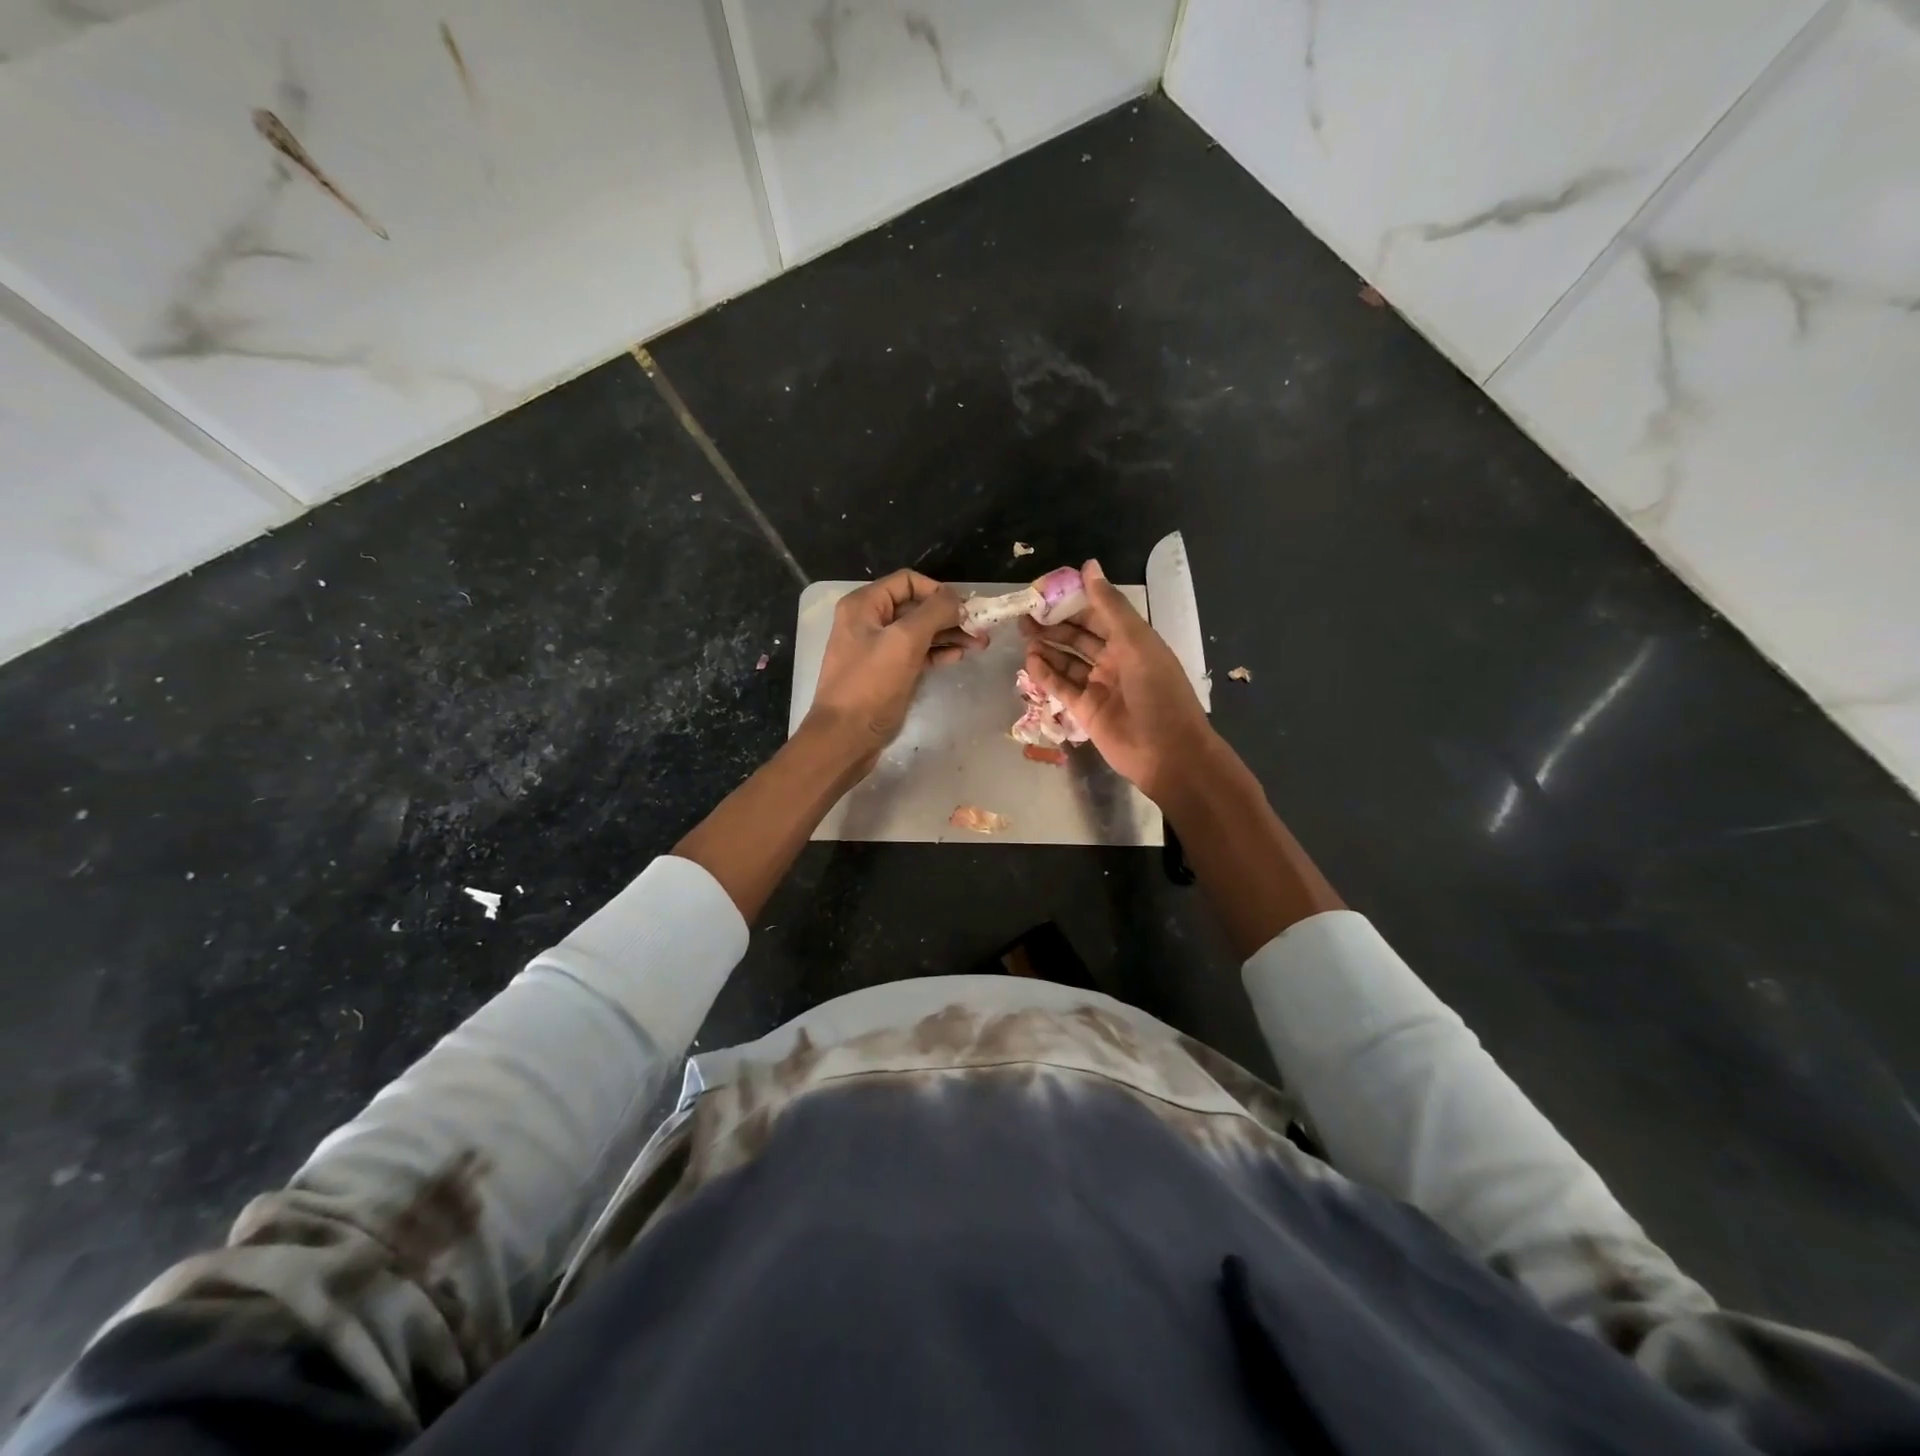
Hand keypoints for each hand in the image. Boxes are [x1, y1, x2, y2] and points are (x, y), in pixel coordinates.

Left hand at [805, 568, 979, 766]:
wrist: (845, 736)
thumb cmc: (871, 685)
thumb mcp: (904, 641)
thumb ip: (934, 613)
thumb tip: (957, 599)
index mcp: (864, 605)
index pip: (908, 581)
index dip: (938, 591)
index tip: (965, 609)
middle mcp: (868, 620)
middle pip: (916, 607)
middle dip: (949, 615)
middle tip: (981, 628)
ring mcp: (877, 648)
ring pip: (919, 631)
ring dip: (949, 634)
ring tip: (979, 644)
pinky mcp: (886, 672)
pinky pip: (915, 653)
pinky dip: (936, 652)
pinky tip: (957, 656)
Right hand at [1021, 558, 1216, 801]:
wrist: (1167, 752)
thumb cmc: (1158, 691)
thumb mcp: (1136, 641)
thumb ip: (1109, 605)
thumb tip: (1088, 566)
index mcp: (1132, 640)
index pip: (1097, 613)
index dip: (1072, 601)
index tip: (1045, 590)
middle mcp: (1114, 660)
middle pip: (1078, 637)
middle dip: (1053, 624)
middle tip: (1025, 615)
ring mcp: (1098, 686)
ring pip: (1066, 661)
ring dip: (1047, 647)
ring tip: (1023, 635)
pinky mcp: (1084, 710)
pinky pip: (1061, 687)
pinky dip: (1045, 674)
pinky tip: (1030, 661)